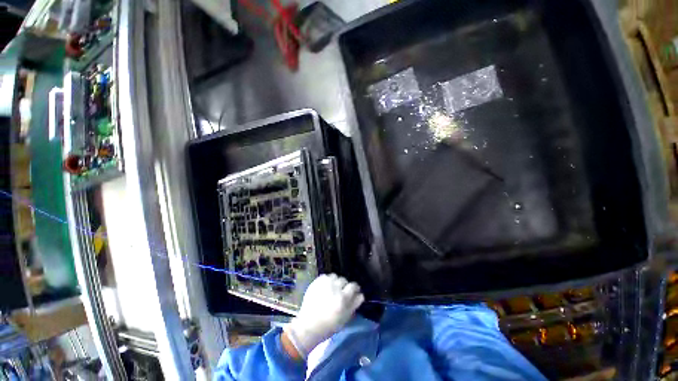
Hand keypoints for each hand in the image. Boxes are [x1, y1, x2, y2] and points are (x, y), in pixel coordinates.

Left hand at [283, 274, 363, 358]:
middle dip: (344, 285)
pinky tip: (325, 288)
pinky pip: (326, 276)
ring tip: (332, 289)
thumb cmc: (329, 325)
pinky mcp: (316, 281)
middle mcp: (334, 287)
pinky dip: (327, 280)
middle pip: (344, 280)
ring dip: (335, 281)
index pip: (353, 286)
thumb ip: (354, 304)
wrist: (309, 325)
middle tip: (341, 292)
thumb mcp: (345, 318)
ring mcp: (324, 283)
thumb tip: (361, 295)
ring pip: (335, 276)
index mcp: (342, 298)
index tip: (354, 291)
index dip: (354, 288)